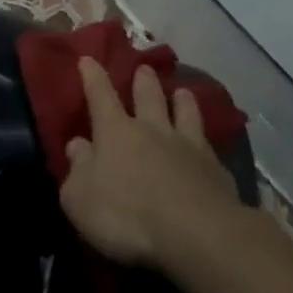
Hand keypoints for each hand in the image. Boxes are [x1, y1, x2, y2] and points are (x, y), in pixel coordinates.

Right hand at [60, 58, 239, 267]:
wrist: (196, 233)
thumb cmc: (126, 215)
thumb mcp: (80, 198)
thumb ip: (77, 169)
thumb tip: (77, 145)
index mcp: (115, 132)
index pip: (100, 96)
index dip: (92, 77)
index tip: (88, 59)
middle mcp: (152, 130)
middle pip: (148, 96)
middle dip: (144, 81)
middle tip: (144, 68)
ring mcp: (188, 146)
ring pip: (185, 113)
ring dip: (182, 100)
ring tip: (183, 92)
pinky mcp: (216, 169)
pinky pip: (208, 145)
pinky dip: (204, 140)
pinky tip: (207, 144)